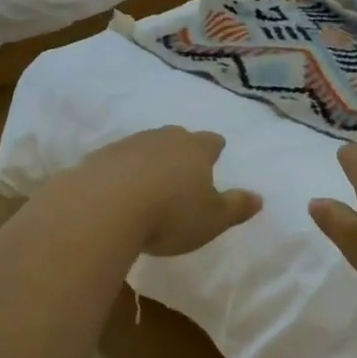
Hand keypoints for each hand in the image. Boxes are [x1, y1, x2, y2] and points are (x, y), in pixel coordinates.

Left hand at [64, 126, 262, 256]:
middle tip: (183, 168)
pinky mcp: (97, 158)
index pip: (212, 142)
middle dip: (181, 150)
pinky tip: (117, 192)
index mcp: (196, 149)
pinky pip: (116, 162)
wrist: (102, 207)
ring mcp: (128, 144)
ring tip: (149, 184)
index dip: (214, 149)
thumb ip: (236, 207)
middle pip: (177, 137)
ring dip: (149, 161)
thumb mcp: (213, 220)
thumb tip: (259, 198)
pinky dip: (121, 173)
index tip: (215, 154)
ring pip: (145, 146)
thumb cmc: (170, 214)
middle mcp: (163, 138)